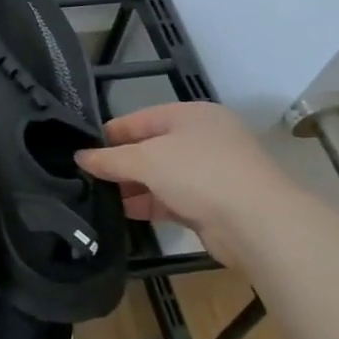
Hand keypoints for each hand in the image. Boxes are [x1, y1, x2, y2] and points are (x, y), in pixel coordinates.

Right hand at [74, 102, 295, 243]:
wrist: (258, 223)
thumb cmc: (200, 173)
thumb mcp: (147, 159)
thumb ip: (110, 159)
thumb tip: (80, 157)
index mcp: (191, 115)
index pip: (139, 119)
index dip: (110, 134)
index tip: (81, 150)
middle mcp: (202, 139)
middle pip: (150, 148)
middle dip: (120, 163)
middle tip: (86, 177)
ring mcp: (210, 172)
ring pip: (161, 176)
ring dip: (132, 187)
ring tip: (98, 197)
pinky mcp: (212, 204)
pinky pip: (172, 199)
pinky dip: (149, 204)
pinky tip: (123, 213)